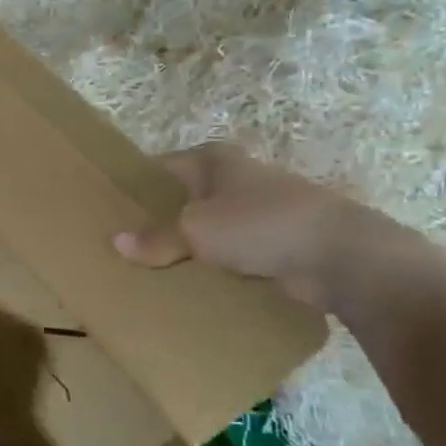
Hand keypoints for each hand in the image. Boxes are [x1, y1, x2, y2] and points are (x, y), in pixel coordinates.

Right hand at [114, 144, 393, 312]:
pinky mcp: (271, 243)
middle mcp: (232, 180)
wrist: (340, 256)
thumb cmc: (260, 225)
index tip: (105, 211)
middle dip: (153, 222)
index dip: (132, 187)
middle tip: (118, 247)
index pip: (158, 168)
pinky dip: (209, 267)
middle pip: (179, 199)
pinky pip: (226, 254)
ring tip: (145, 270)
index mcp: (212, 161)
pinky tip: (186, 285)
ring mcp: (254, 212)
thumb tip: (117, 243)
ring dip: (182, 248)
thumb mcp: (196, 229)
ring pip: (204, 229)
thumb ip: (156, 237)